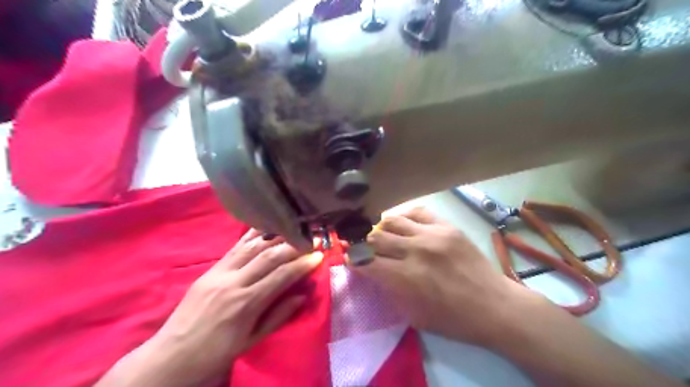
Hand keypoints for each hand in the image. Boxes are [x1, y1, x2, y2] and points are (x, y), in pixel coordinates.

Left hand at [99, 229, 323, 385]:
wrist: (172, 356)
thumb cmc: (216, 353)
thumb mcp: (252, 341)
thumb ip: (279, 315)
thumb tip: (302, 295)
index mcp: (246, 303)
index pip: (281, 275)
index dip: (302, 264)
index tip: (319, 255)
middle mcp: (233, 282)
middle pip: (269, 256)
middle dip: (294, 246)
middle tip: (311, 240)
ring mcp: (220, 272)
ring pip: (252, 246)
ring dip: (276, 237)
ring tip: (293, 231)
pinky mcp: (210, 269)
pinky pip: (235, 247)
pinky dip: (252, 236)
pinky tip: (265, 228)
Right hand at [355, 207, 537, 346]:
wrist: (495, 306)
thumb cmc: (453, 320)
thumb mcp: (413, 316)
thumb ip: (389, 291)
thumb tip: (371, 272)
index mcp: (406, 278)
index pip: (366, 261)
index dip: (354, 260)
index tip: (352, 260)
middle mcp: (416, 250)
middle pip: (376, 237)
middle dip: (365, 244)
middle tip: (367, 249)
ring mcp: (433, 234)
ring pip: (392, 220)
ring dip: (382, 229)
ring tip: (384, 236)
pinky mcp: (447, 226)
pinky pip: (417, 212)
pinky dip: (404, 217)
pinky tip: (403, 225)